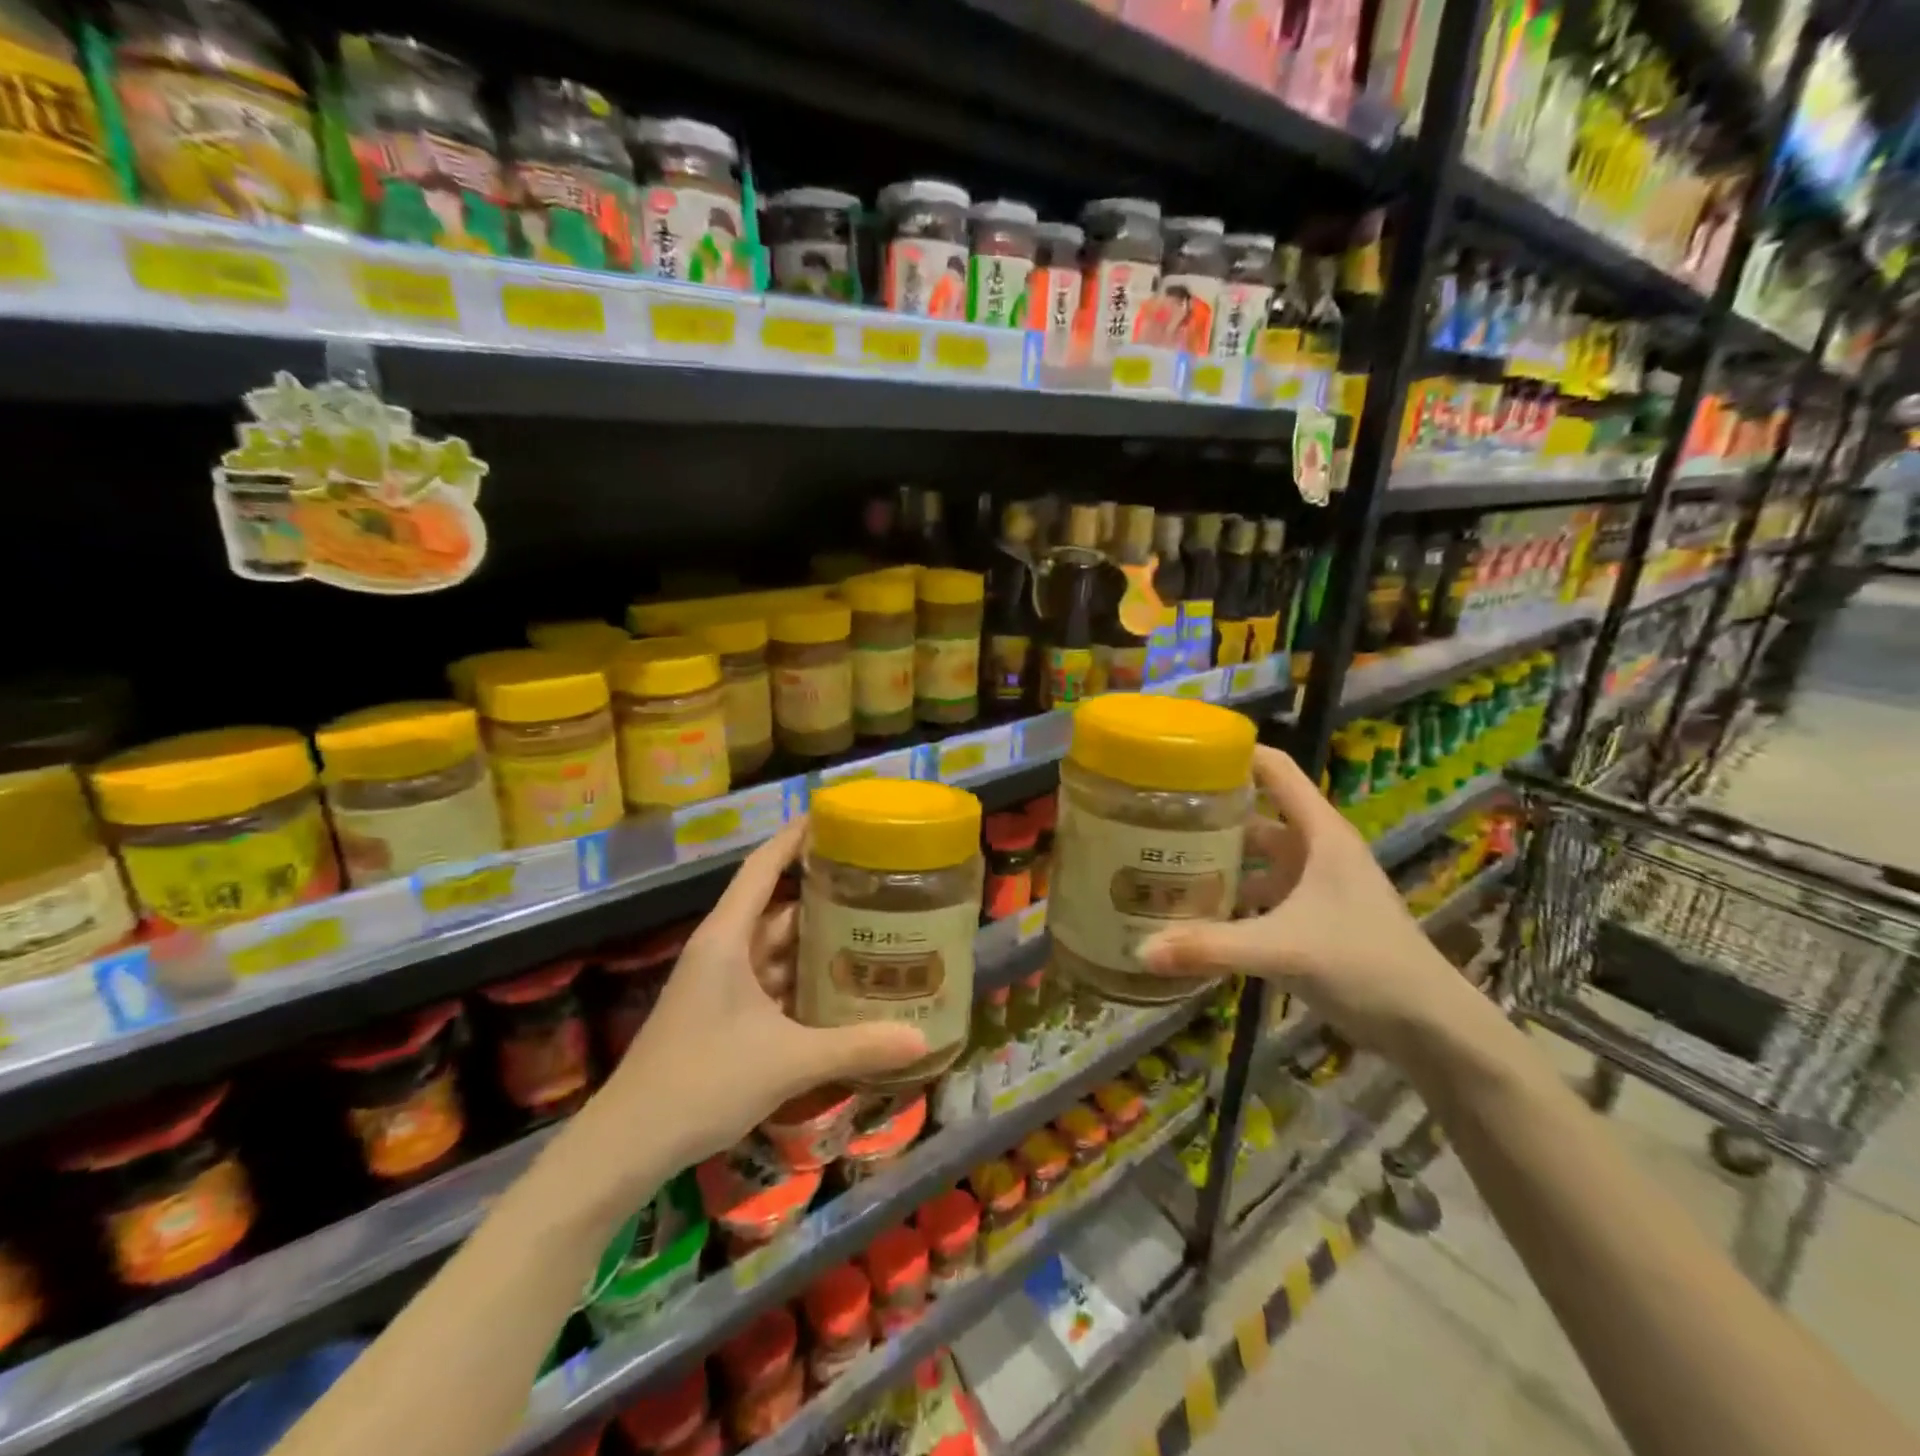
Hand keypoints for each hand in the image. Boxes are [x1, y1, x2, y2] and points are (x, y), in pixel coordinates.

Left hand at [594, 821, 927, 1173]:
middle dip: (822, 895)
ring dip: (814, 942)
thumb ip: (856, 1047)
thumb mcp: (788, 1062)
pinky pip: (769, 980)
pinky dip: (801, 979)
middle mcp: (722, 950)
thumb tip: (923, 1043)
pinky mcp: (721, 1013)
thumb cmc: (702, 1082)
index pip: (762, 868)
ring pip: (774, 947)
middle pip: (777, 907)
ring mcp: (719, 983)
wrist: (628, 1144)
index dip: (794, 838)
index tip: (832, 817)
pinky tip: (838, 989)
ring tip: (869, 932)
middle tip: (876, 886)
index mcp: (727, 938)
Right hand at [1141, 745, 1478, 1059]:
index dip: (1234, 753)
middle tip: (1154, 814)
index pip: (1275, 769)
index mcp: (1319, 833)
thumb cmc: (1365, 964)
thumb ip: (1212, 948)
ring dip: (1216, 858)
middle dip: (1209, 811)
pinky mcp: (1310, 918)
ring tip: (1161, 859)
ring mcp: (1313, 885)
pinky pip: (1259, 894)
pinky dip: (1230, 897)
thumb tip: (1142, 949)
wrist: (1429, 1027)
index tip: (1181, 753)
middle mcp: (1314, 850)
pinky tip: (1194, 912)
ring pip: (1255, 857)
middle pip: (1255, 813)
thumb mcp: (1285, 949)